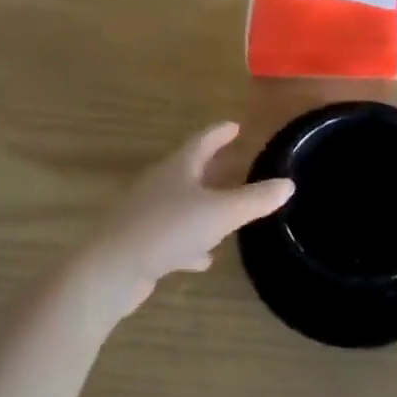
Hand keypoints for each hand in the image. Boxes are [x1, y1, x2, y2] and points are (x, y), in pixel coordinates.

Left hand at [82, 123, 292, 317]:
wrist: (108, 271)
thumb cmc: (167, 229)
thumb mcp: (220, 214)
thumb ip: (255, 200)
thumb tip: (288, 184)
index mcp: (179, 168)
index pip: (203, 141)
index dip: (220, 133)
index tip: (236, 126)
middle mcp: (161, 184)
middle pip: (191, 170)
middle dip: (213, 168)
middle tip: (235, 164)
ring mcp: (148, 214)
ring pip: (182, 204)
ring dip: (203, 207)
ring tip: (226, 214)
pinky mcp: (141, 244)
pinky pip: (173, 236)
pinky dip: (190, 242)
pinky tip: (203, 259)